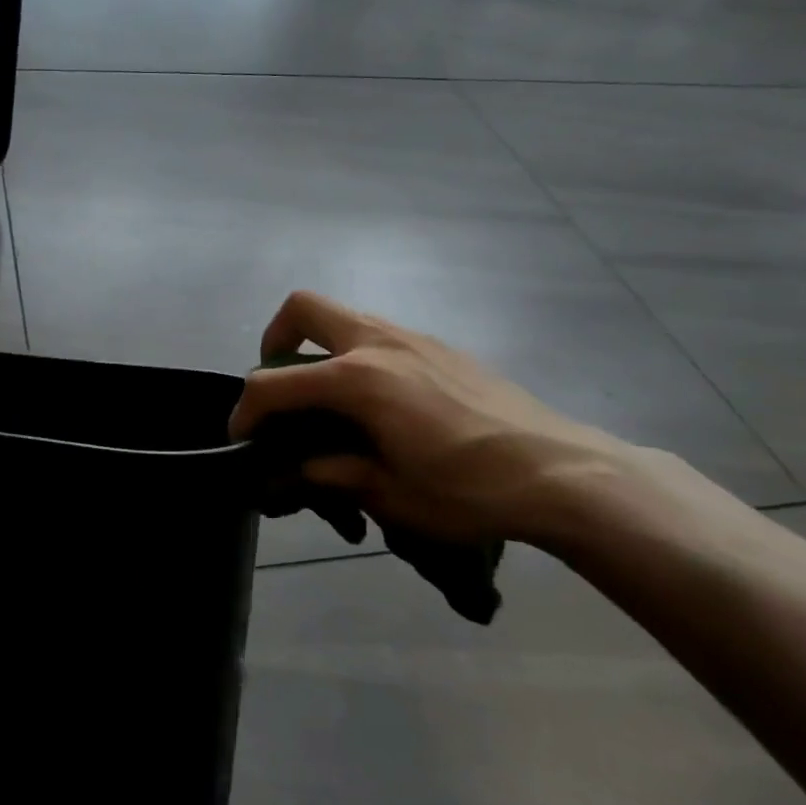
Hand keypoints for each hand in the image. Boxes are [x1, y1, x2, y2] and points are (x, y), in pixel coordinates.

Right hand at [229, 292, 639, 545]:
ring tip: (329, 400)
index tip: (241, 439)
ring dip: (319, 348)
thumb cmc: (470, 490)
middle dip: (275, 340)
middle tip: (281, 385)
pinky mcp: (441, 347)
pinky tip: (381, 404)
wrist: (564, 473)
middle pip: (302, 309)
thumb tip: (296, 470)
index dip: (246, 410)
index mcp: (357, 379)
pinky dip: (358, 356)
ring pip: (343, 317)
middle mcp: (378, 343)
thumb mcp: (389, 495)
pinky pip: (379, 335)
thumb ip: (331, 473)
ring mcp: (413, 338)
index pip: (275, 383)